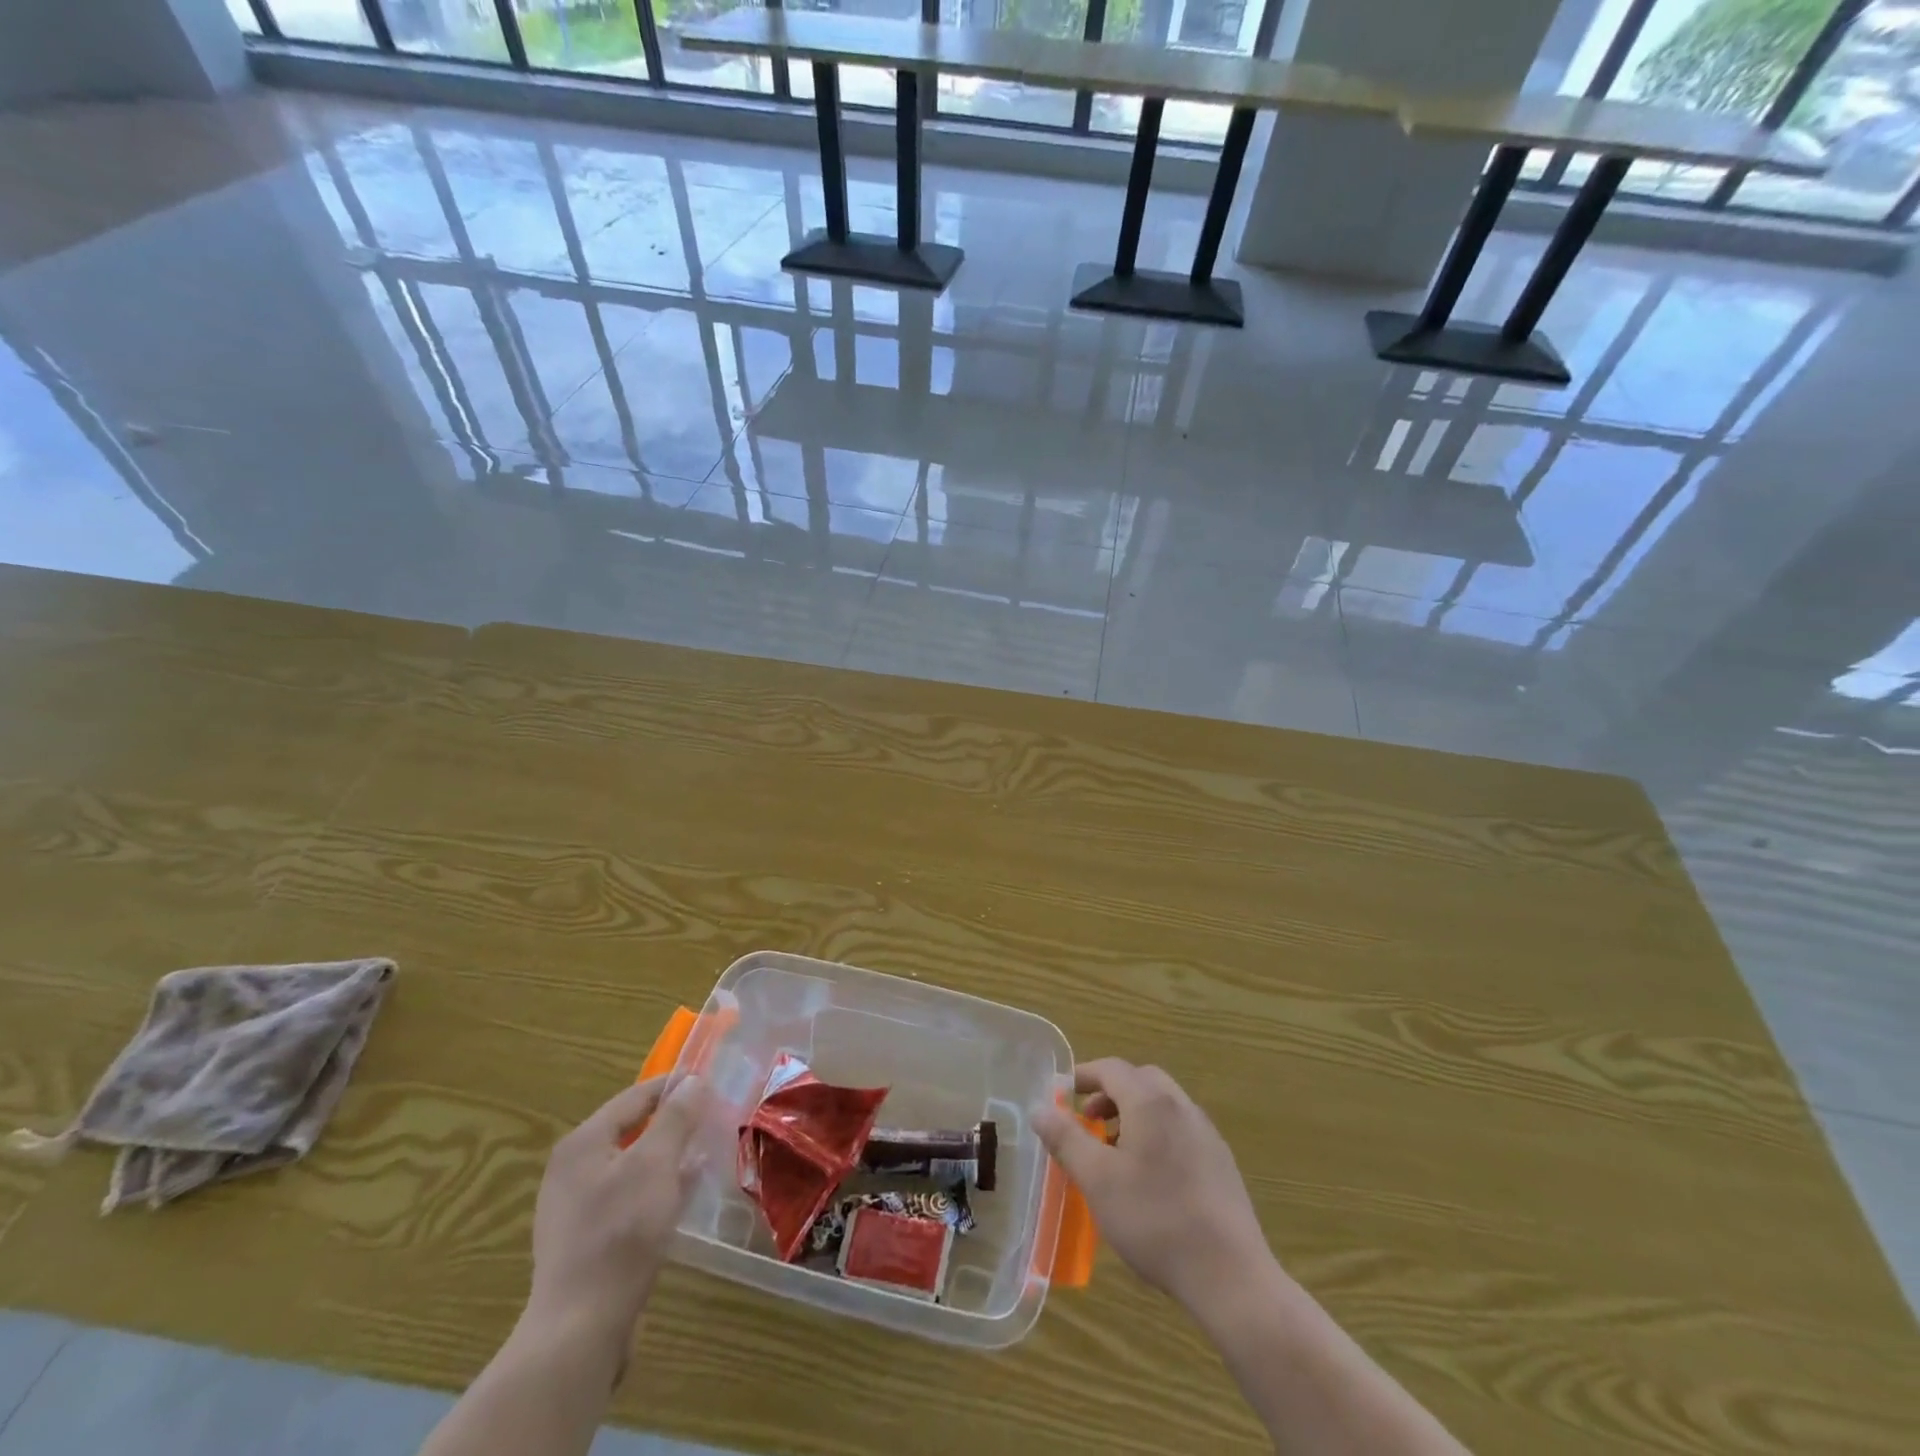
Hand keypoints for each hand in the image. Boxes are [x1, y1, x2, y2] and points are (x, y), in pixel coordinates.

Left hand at [526, 1075, 711, 1346]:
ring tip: (702, 1156)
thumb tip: (692, 1081)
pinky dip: (654, 1190)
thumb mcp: (656, 1165)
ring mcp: (574, 1208)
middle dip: (672, 1124)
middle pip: (631, 1130)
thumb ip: (676, 1118)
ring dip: (666, 1158)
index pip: (635, 1097)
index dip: (674, 1087)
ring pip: (630, 1166)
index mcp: (583, 1143)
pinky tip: (679, 1199)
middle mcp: (571, 1169)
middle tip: (710, 1120)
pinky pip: (626, 1198)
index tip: (710, 1084)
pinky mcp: (585, 1241)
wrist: (580, 1329)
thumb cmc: (621, 1232)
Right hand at [1034, 1059, 1271, 1314]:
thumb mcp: (1097, 1180)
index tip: (1061, 1094)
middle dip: (1109, 1093)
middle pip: (1140, 1080)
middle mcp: (1181, 1106)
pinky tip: (1149, 1178)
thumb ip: (1066, 1138)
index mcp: (1150, 1101)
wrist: (1230, 1275)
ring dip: (1133, 1114)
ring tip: (1113, 1152)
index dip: (1083, 1076)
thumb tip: (1039, 1107)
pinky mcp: (1221, 1162)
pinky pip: (1180, 1129)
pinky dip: (1156, 1134)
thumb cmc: (1155, 1220)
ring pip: (1162, 1105)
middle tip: (1087, 1120)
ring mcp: (1206, 1133)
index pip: (1111, 1069)